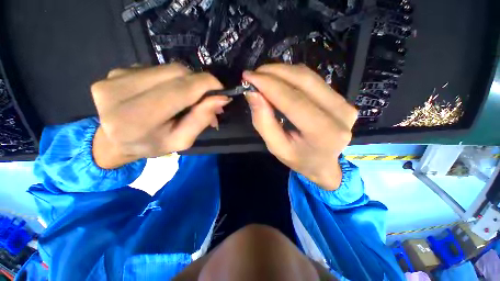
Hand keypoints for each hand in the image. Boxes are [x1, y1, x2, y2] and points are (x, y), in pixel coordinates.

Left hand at [91, 64, 230, 168]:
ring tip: (187, 98)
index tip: (221, 91)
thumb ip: (201, 119)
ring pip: (168, 68)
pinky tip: (167, 92)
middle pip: (176, 72)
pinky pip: (156, 68)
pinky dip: (170, 79)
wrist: (113, 140)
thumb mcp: (182, 140)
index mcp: (137, 119)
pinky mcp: (115, 70)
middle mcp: (120, 92)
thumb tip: (221, 99)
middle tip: (207, 97)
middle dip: (199, 83)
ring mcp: (114, 77)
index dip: (206, 85)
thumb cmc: (151, 145)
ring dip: (186, 81)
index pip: (181, 90)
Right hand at [243, 64, 357, 190]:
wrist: (324, 165)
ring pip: (309, 76)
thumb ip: (264, 122)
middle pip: (304, 81)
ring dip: (283, 71)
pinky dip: (293, 76)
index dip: (269, 85)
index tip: (249, 77)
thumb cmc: (298, 159)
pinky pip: (314, 80)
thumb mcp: (276, 147)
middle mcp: (340, 114)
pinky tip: (280, 80)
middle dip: (275, 73)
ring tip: (264, 76)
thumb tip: (253, 94)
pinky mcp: (343, 99)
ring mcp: (345, 104)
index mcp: (323, 133)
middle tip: (255, 73)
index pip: (293, 100)